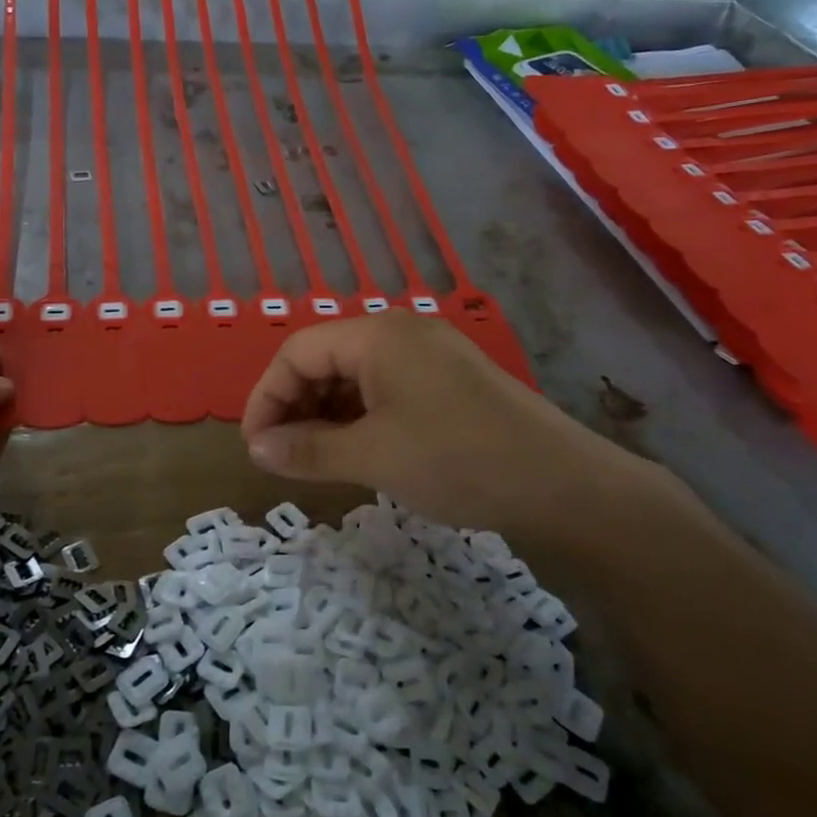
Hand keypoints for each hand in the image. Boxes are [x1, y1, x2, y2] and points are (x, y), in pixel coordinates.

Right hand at [240, 312, 662, 546]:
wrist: (561, 484)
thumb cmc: (456, 460)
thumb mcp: (372, 456)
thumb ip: (306, 449)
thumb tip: (256, 449)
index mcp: (376, 335)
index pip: (297, 352)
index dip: (266, 397)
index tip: (255, 446)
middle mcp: (400, 333)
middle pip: (325, 359)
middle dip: (295, 406)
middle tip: (282, 456)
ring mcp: (429, 355)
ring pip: (355, 377)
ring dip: (326, 415)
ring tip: (315, 459)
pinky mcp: (449, 382)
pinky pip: (386, 390)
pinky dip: (360, 419)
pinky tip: (357, 452)